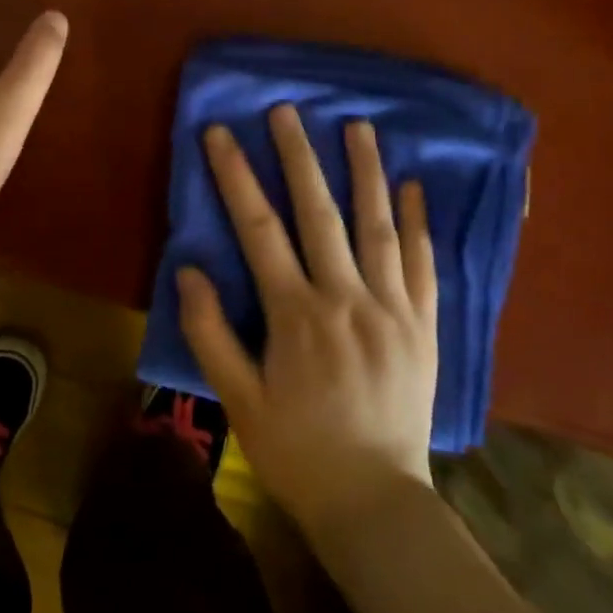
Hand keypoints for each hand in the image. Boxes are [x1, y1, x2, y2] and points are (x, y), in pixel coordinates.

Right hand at [179, 104, 438, 541]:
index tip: (220, 133)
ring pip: (379, 227)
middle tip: (288, 110)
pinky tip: (414, 188)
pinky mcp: (425, 327)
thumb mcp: (238, 400)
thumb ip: (211, 333)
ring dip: (366, 172)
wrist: (376, 502)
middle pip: (320, 213)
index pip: (260, 229)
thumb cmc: (297, 451)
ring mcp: (393, 310)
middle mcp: (347, 299)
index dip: (236, 176)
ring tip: (358, 126)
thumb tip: (187, 271)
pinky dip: (419, 223)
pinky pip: (424, 265)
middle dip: (300, 156)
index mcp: (297, 315)